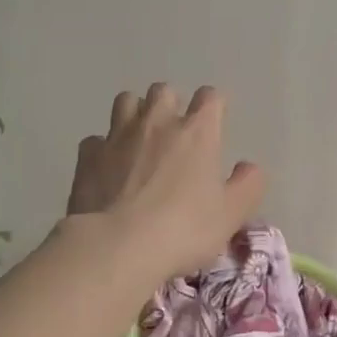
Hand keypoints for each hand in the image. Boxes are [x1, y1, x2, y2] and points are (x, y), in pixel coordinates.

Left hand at [67, 84, 264, 281]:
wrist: (116, 246)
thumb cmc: (183, 229)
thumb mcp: (231, 214)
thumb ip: (248, 185)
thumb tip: (249, 167)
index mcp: (198, 132)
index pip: (210, 98)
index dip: (214, 106)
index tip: (214, 122)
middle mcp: (158, 123)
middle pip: (164, 91)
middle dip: (171, 104)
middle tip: (175, 133)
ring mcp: (118, 136)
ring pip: (126, 101)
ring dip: (136, 113)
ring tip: (140, 139)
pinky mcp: (88, 156)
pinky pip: (97, 139)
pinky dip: (104, 147)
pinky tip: (108, 167)